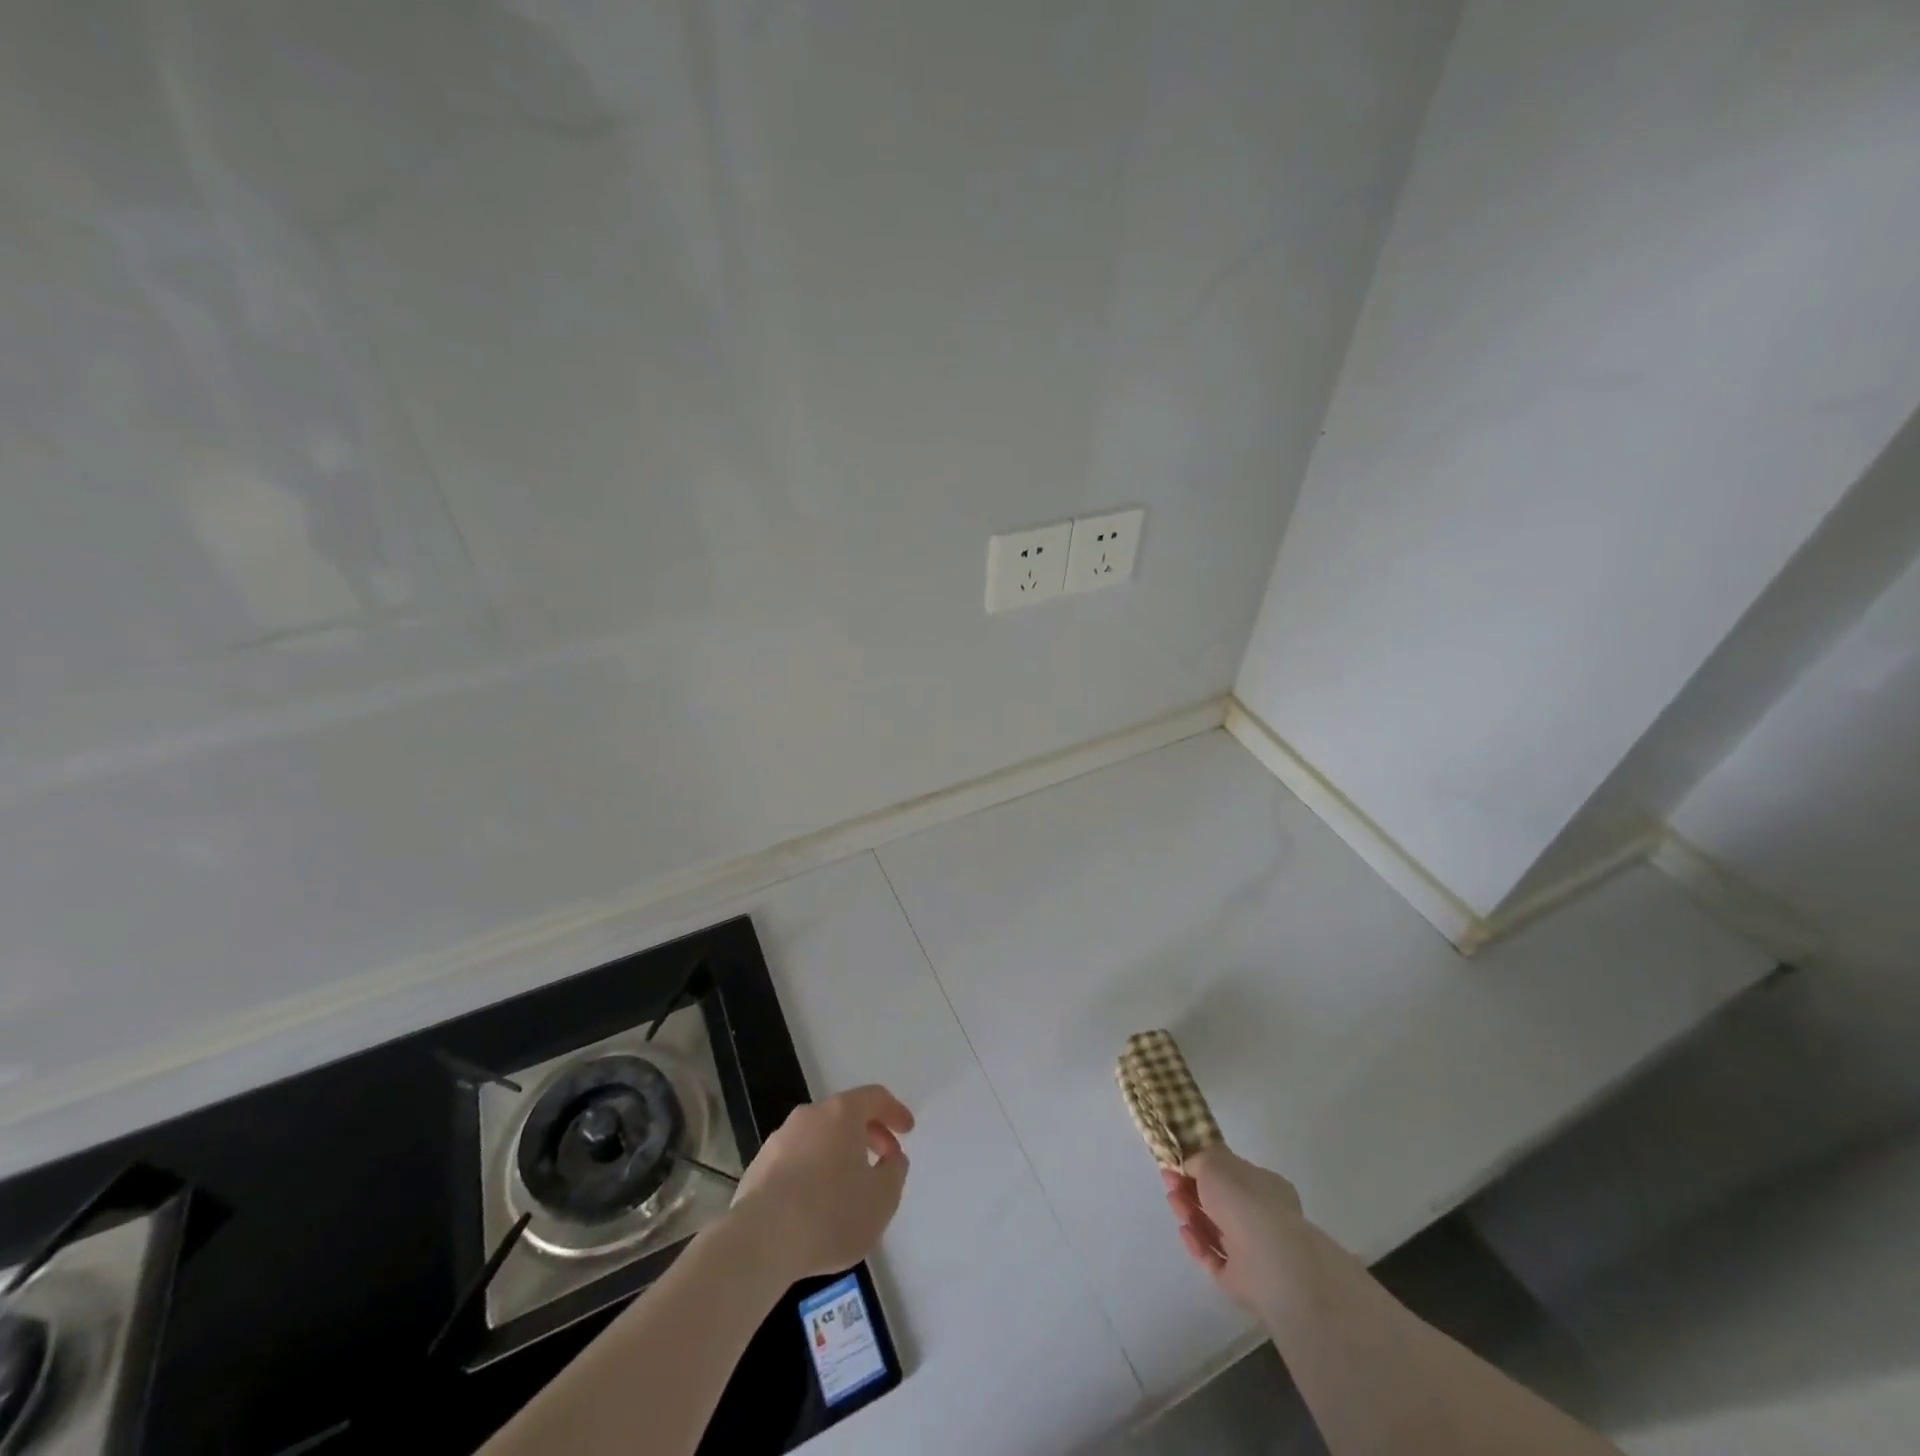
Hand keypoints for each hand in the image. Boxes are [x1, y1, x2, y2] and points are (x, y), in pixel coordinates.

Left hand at [730, 1084, 914, 1282]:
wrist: (760, 1241)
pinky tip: (816, 1204)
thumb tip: (892, 1158)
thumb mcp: (882, 1199)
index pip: (875, 1097)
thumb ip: (895, 1172)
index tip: (907, 1130)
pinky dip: (813, 1172)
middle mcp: (809, 1116)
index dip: (895, 1111)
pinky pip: (796, 1160)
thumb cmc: (830, 1214)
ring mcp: (779, 1139)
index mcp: (841, 1113)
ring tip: (849, 1187)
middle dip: (869, 1134)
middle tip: (883, 1160)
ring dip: (839, 1153)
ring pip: (819, 1137)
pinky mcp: (758, 1167)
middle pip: (845, 1115)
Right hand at [1162, 1146, 1309, 1315]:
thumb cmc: (1243, 1200)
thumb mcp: (1214, 1162)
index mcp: (1263, 1185)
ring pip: (1215, 1229)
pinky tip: (1184, 1231)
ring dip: (1191, 1213)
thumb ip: (1198, 1160)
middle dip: (1191, 1189)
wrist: (1269, 1261)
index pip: (1231, 1174)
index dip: (1202, 1167)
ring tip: (1172, 1202)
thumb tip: (1189, 1165)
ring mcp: (1253, 1250)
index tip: (1177, 1163)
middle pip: (1220, 1201)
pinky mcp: (1242, 1280)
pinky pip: (1214, 1258)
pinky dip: (1197, 1244)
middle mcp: (1261, 1216)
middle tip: (1169, 1181)